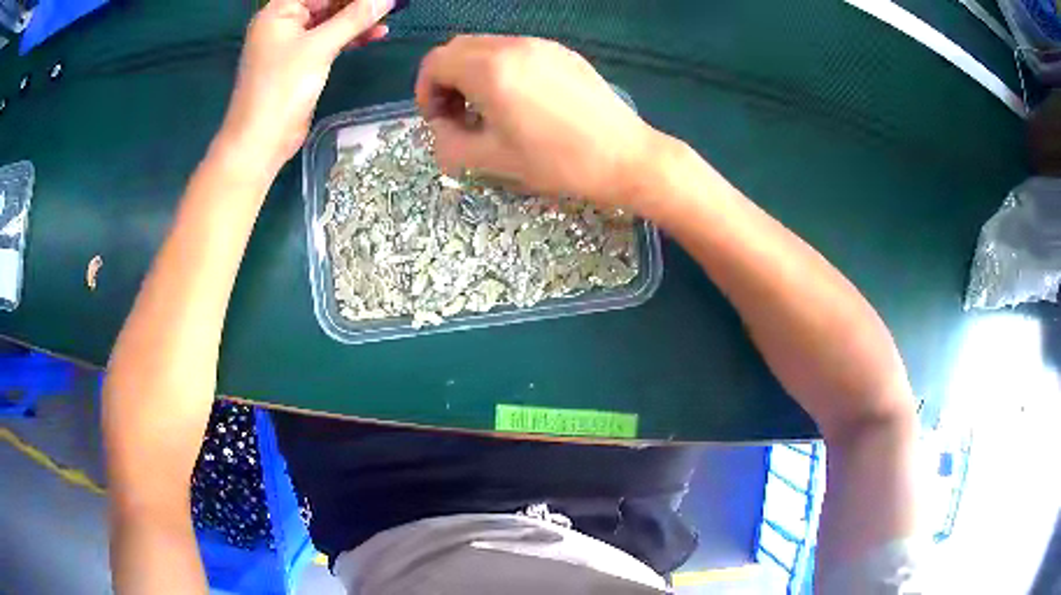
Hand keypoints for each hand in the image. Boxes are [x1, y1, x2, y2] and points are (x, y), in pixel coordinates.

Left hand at [218, 0, 393, 173]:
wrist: (261, 141)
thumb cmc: (282, 88)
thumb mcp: (320, 47)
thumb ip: (354, 18)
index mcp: (279, 12)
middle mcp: (283, 23)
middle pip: (326, 3)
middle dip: (358, 3)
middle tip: (389, 4)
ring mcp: (291, 43)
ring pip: (330, 21)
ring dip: (358, 19)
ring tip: (389, 18)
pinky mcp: (301, 62)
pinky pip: (329, 40)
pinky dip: (351, 37)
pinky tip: (376, 35)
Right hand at [415, 36, 660, 207]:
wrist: (624, 157)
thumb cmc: (557, 162)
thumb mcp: (492, 160)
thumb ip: (449, 143)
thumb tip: (440, 128)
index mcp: (490, 69)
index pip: (435, 63)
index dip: (425, 91)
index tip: (438, 120)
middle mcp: (513, 46)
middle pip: (457, 49)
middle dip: (445, 79)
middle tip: (458, 114)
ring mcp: (540, 45)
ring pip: (486, 46)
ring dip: (472, 72)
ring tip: (488, 108)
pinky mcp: (561, 52)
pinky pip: (515, 50)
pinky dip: (500, 68)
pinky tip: (519, 99)